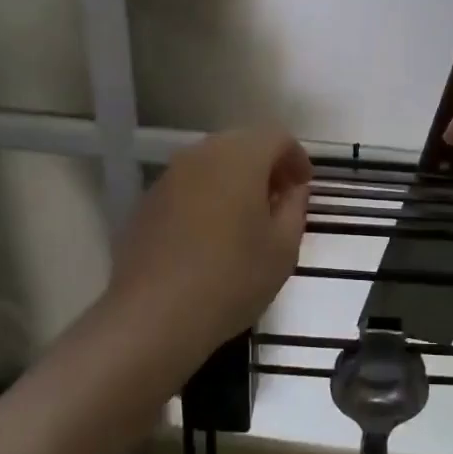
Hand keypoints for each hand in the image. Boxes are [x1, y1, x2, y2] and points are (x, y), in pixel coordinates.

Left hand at [109, 127, 312, 355]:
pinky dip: (208, 195)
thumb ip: (295, 208)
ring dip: (236, 179)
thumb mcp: (283, 249)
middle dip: (266, 165)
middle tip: (280, 200)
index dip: (296, 158)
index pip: (277, 137)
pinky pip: (189, 184)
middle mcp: (203, 154)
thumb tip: (293, 190)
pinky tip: (212, 233)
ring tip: (247, 218)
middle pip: (243, 144)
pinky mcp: (149, 200)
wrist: (152, 316)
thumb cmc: (231, 278)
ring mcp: (171, 175)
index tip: (304, 188)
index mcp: (241, 157)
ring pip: (213, 162)